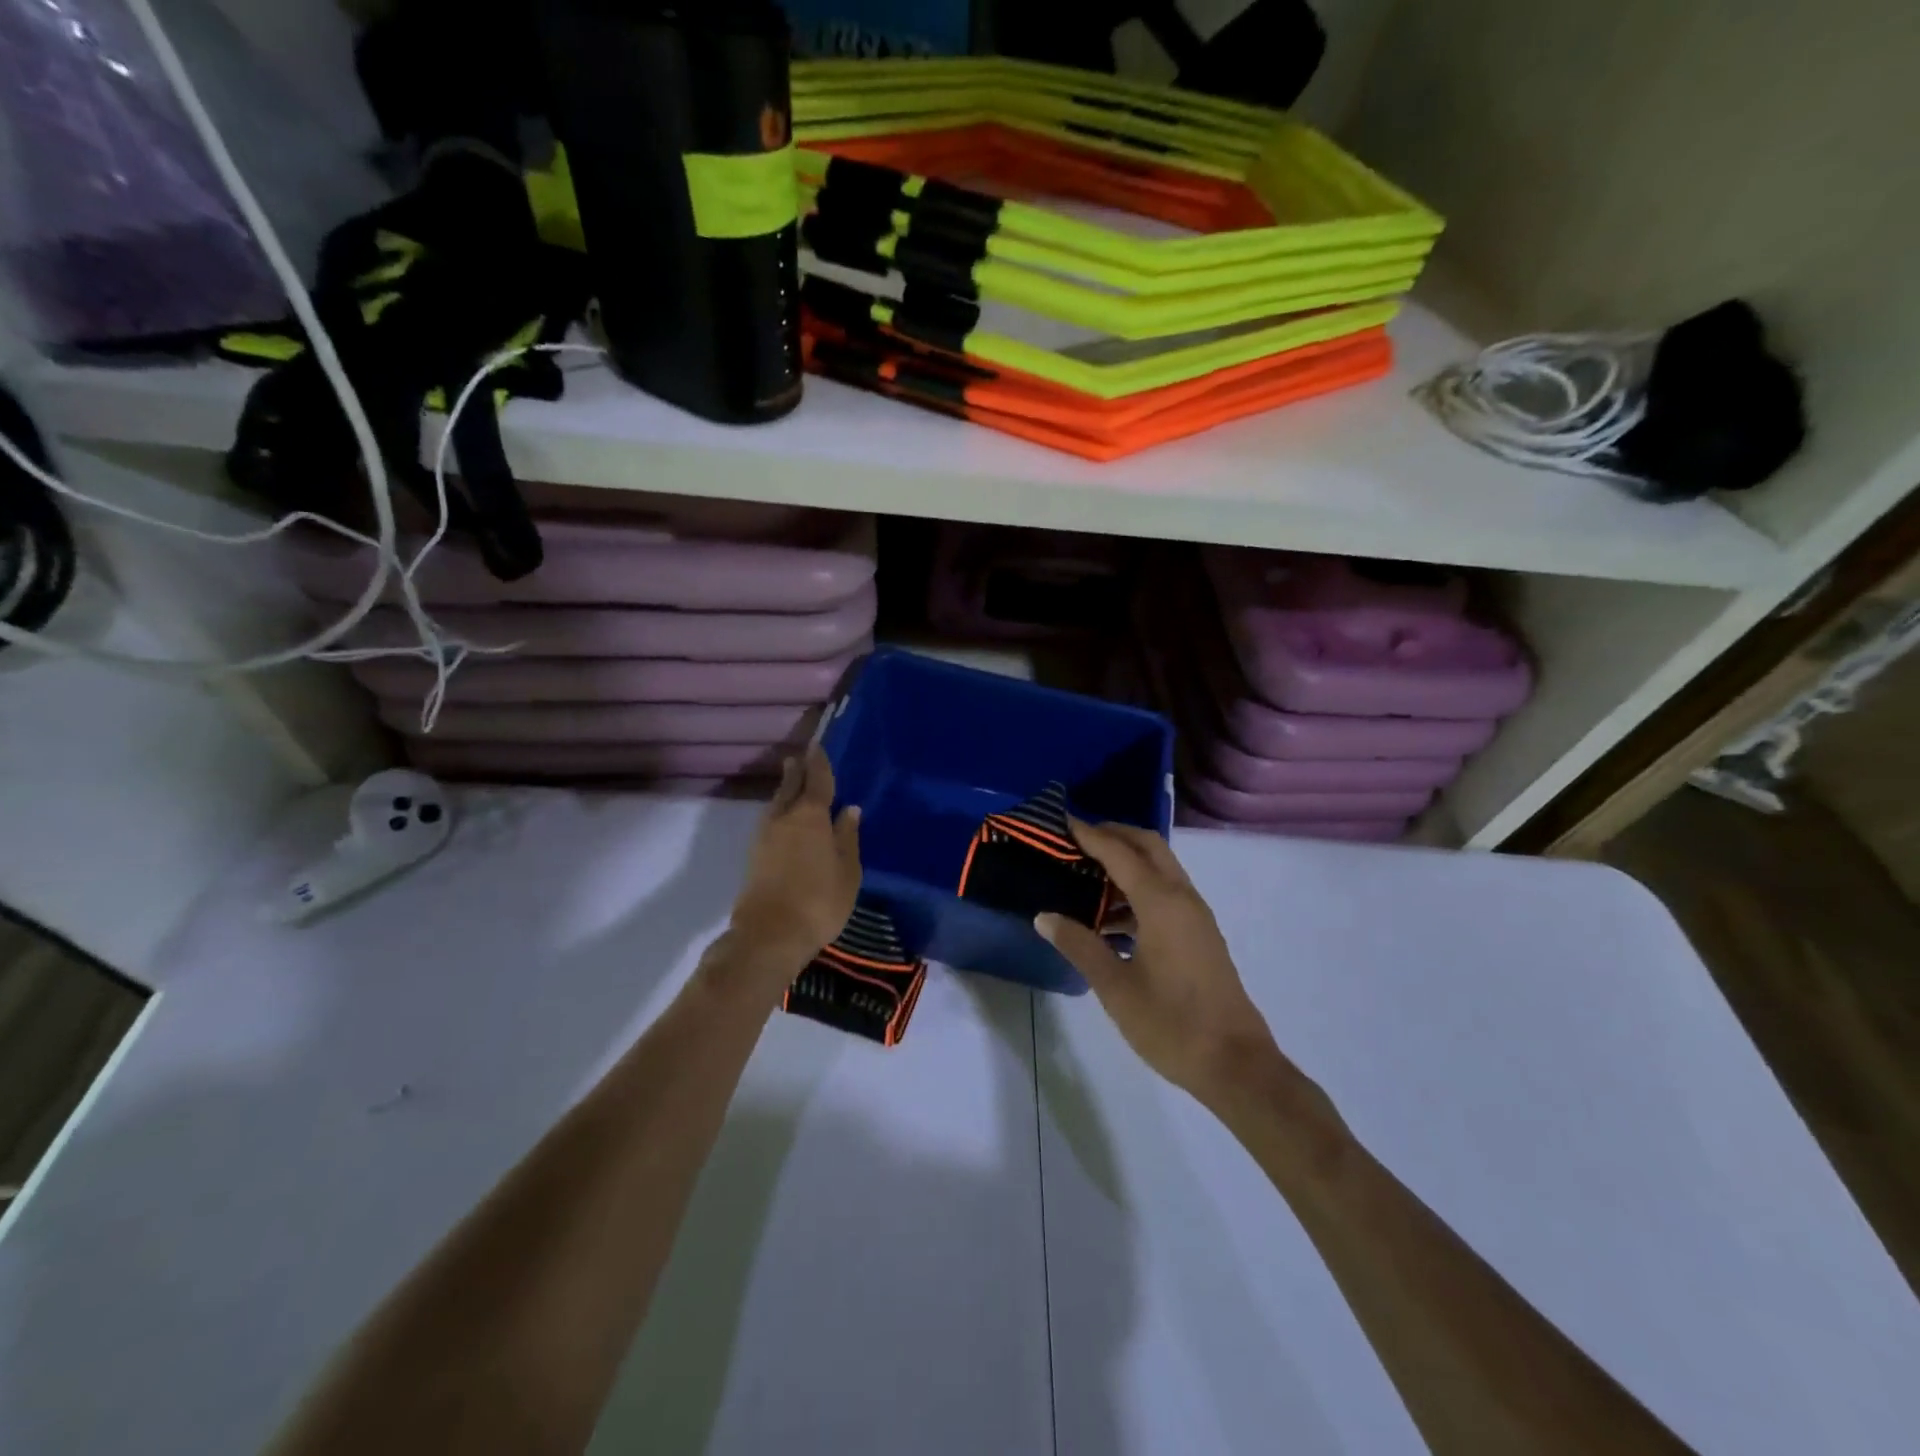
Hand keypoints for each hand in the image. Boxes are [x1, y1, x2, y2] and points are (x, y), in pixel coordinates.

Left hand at [728, 745, 861, 977]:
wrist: (769, 934)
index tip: (817, 745)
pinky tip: (785, 818)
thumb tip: (849, 809)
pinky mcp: (755, 855)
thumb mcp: (847, 871)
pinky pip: (771, 820)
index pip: (816, 780)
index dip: (818, 762)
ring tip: (793, 782)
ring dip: (786, 789)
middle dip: (797, 770)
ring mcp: (765, 836)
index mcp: (811, 816)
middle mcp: (784, 818)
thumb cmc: (819, 901)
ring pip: (777, 803)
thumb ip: (848, 838)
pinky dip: (780, 811)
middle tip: (800, 756)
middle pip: (790, 786)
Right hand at [1036, 820, 1277, 1106]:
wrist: (1236, 1065)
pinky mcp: (1200, 935)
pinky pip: (1166, 894)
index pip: (1120, 852)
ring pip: (1160, 869)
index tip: (1063, 821)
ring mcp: (1196, 916)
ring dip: (1127, 862)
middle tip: (1076, 839)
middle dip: (1114, 835)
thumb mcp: (1114, 986)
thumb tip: (1044, 917)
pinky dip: (1138, 889)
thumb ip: (1079, 945)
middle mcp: (1183, 898)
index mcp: (1161, 903)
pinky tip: (1110, 918)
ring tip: (1086, 875)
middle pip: (1149, 847)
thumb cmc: (1171, 1024)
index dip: (1090, 834)